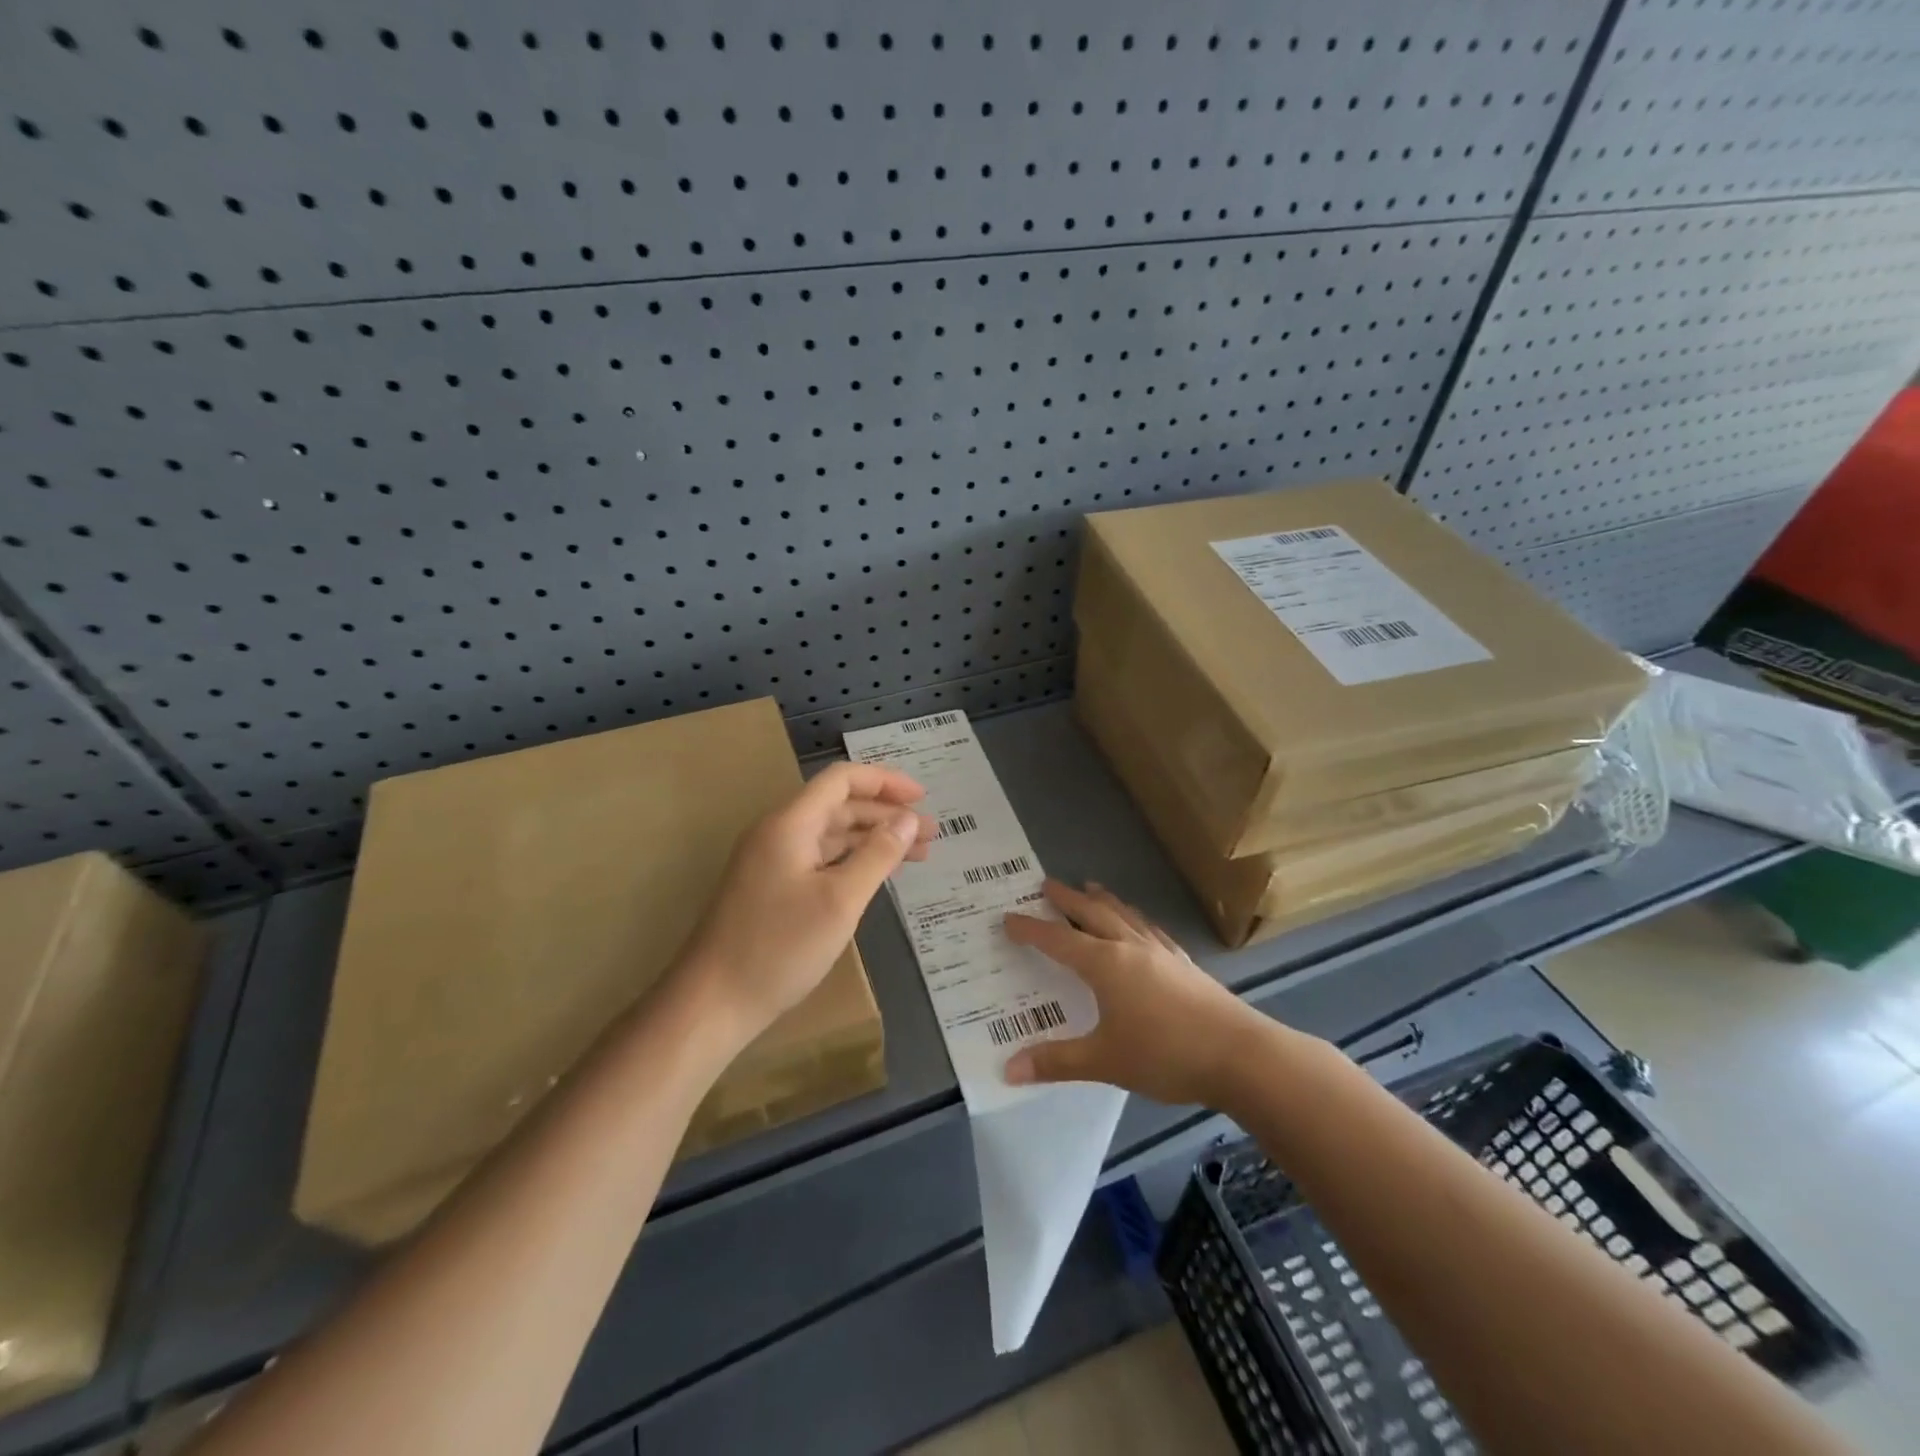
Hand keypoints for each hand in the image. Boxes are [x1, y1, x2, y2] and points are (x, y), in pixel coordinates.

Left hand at [677, 762, 932, 1046]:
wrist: (712, 1002)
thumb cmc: (779, 948)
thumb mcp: (840, 901)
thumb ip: (878, 855)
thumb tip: (908, 819)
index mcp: (790, 824)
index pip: (841, 780)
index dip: (885, 781)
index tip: (922, 798)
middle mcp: (778, 833)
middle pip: (839, 806)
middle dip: (886, 815)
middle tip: (930, 834)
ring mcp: (771, 862)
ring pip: (831, 836)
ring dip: (872, 839)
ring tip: (916, 854)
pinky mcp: (771, 889)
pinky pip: (819, 860)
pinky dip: (852, 861)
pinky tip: (876, 876)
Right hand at [1002, 880, 1274, 1106]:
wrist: (1239, 1054)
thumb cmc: (1165, 1054)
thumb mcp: (1104, 1061)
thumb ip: (1056, 1061)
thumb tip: (1008, 1069)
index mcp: (1105, 964)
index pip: (1058, 940)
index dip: (1031, 929)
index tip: (1009, 917)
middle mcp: (1130, 948)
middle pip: (1092, 914)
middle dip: (1067, 899)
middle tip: (1047, 883)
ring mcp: (1162, 952)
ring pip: (1125, 915)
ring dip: (1103, 900)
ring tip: (1091, 887)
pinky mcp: (1185, 963)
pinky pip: (1151, 929)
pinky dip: (1136, 919)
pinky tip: (1140, 924)